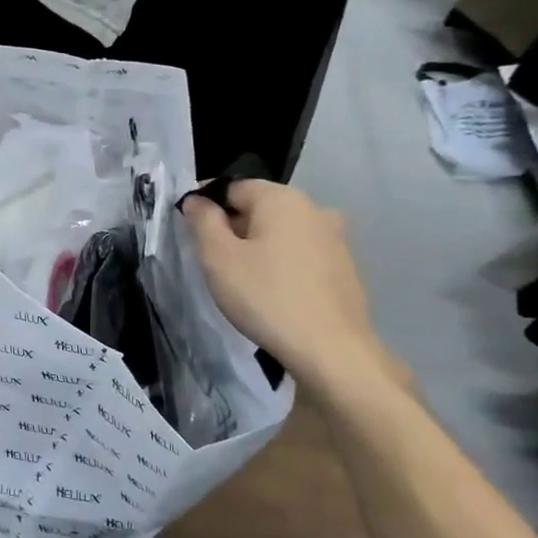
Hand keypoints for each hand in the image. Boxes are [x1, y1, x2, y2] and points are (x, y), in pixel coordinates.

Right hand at [182, 180, 397, 391]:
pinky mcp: (345, 267)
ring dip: (259, 246)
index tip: (192, 234)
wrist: (330, 349)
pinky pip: (302, 254)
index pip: (232, 187)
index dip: (206, 206)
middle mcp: (314, 208)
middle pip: (260, 208)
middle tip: (214, 262)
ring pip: (282, 232)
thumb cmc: (265, 297)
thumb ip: (203, 221)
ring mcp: (335, 238)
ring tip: (243, 280)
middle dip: (234, 227)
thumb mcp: (218, 258)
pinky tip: (273, 293)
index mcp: (282, 198)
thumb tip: (196, 200)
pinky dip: (282, 264)